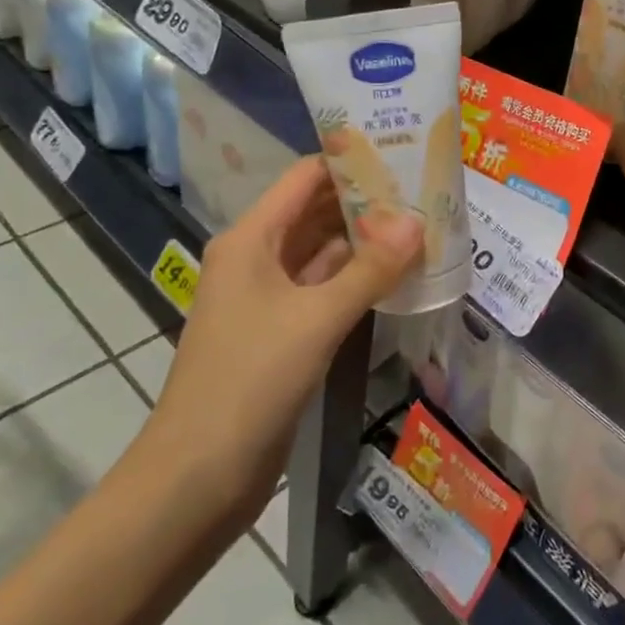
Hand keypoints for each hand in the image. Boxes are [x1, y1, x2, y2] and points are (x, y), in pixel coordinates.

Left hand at [145, 157, 422, 516]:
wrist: (200, 473)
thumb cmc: (250, 380)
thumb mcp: (316, 318)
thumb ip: (370, 269)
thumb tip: (418, 220)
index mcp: (251, 239)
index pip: (305, 178)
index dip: (350, 161)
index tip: (402, 151)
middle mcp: (257, 258)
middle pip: (315, 213)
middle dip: (366, 201)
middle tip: (425, 189)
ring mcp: (268, 297)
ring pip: (322, 254)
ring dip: (366, 242)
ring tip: (422, 224)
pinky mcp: (281, 332)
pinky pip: (323, 290)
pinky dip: (357, 280)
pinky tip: (398, 274)